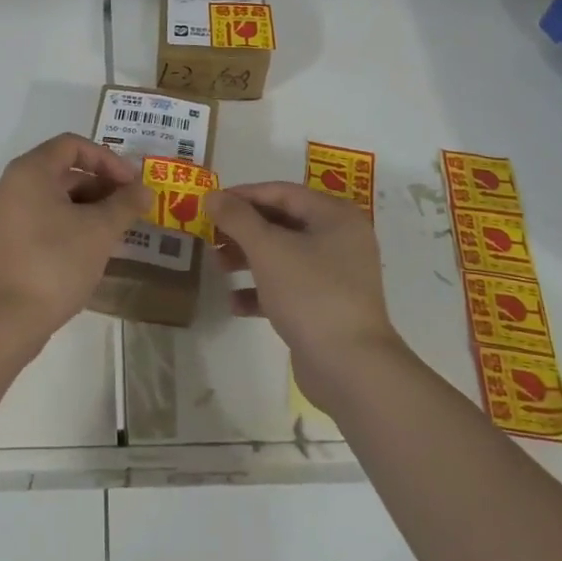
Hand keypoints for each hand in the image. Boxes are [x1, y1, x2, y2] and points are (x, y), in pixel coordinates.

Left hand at [0, 134, 151, 346]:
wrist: (3, 320)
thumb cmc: (53, 263)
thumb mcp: (99, 231)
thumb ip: (125, 204)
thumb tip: (145, 190)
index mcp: (30, 171)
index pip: (73, 145)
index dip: (107, 159)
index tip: (132, 183)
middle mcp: (13, 185)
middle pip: (64, 170)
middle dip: (101, 185)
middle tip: (130, 208)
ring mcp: (6, 215)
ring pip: (55, 198)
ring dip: (89, 208)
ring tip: (118, 231)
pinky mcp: (7, 242)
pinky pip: (44, 220)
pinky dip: (71, 225)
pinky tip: (93, 249)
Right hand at [207, 182, 402, 396]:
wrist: (350, 368)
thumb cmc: (310, 294)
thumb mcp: (268, 249)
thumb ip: (237, 218)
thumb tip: (212, 195)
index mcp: (334, 216)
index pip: (282, 192)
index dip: (243, 195)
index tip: (211, 203)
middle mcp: (340, 240)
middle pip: (282, 223)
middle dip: (243, 229)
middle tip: (210, 235)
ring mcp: (335, 275)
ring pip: (283, 255)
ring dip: (248, 258)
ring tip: (217, 266)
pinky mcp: (326, 306)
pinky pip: (289, 287)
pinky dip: (262, 290)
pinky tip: (235, 303)